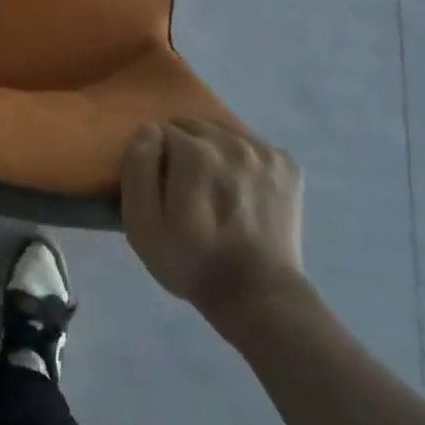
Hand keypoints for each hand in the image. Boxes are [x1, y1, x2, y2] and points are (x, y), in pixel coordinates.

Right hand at [121, 118, 306, 334]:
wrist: (261, 298)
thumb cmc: (192, 262)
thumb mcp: (141, 224)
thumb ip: (137, 167)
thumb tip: (149, 130)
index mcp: (195, 152)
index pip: (160, 131)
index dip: (157, 160)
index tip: (163, 190)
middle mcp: (232, 142)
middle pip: (193, 126)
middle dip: (184, 150)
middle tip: (187, 190)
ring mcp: (265, 151)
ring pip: (223, 132)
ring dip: (213, 151)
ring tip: (215, 190)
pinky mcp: (287, 164)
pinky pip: (252, 144)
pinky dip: (243, 159)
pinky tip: (242, 189)